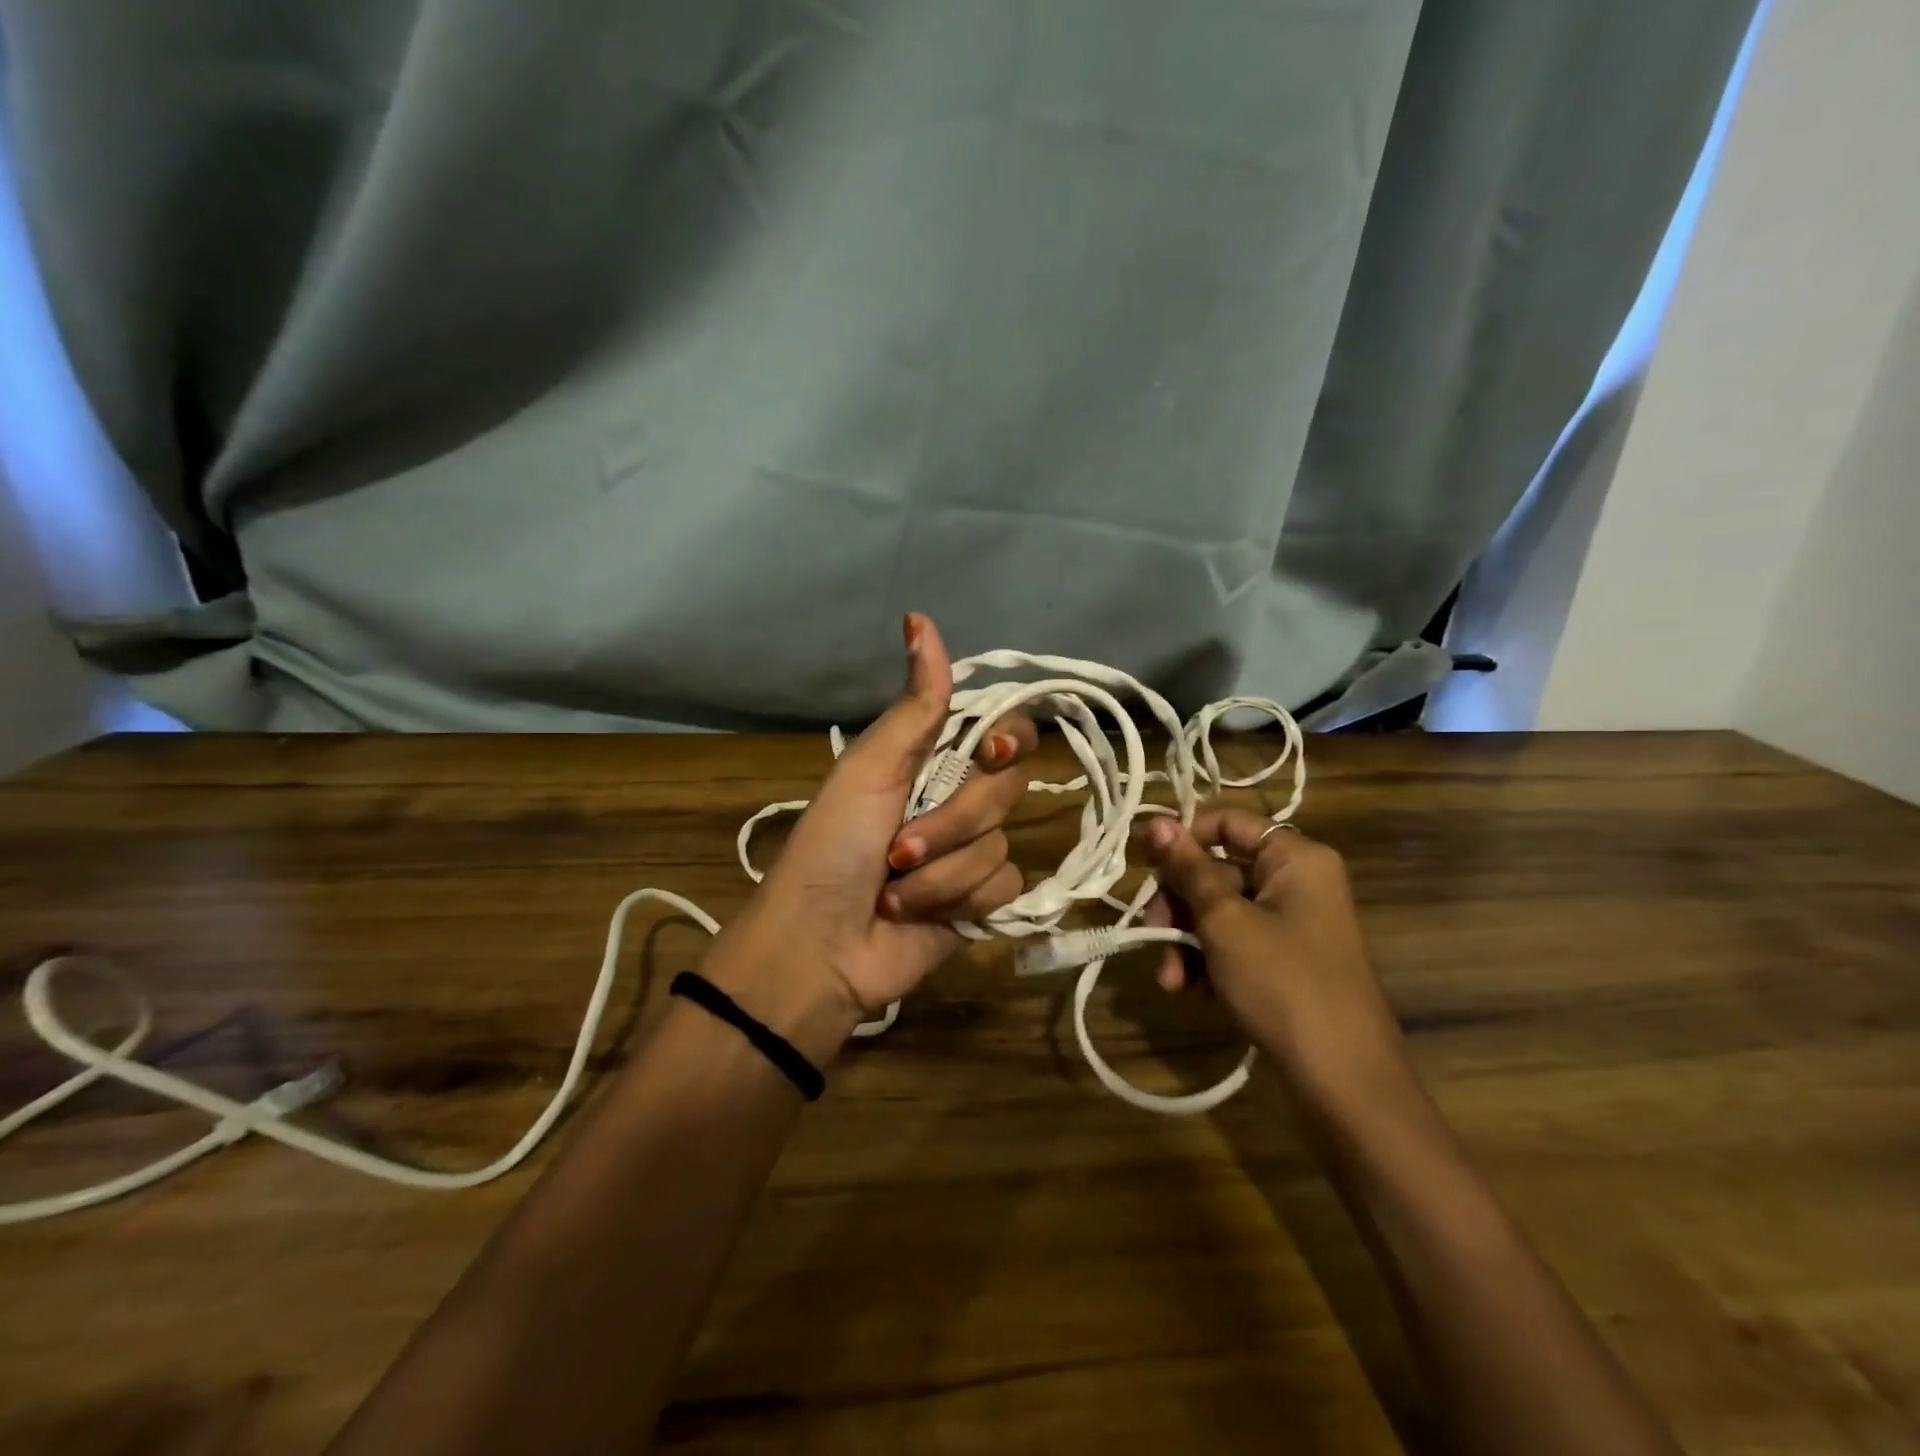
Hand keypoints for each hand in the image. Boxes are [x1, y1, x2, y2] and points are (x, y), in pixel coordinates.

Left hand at [704, 614, 1035, 1056]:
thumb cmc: (833, 847)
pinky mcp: (981, 903)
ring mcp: (971, 854)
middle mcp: (958, 802)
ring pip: (1000, 844)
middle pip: (1006, 789)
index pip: (1003, 731)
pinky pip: (1004, 887)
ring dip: (942, 872)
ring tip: (894, 890)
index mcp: (931, 762)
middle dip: (951, 822)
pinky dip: (959, 901)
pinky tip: (921, 916)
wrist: (819, 946)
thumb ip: (915, 704)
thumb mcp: (870, 768)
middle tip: (897, 848)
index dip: (1009, 737)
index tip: (987, 752)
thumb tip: (920, 619)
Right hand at [1140, 811, 1412, 1111]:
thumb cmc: (1283, 983)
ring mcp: (1293, 924)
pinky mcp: (1285, 962)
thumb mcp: (1224, 922)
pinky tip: (1189, 992)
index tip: (1145, 864)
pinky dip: (1208, 963)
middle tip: (1151, 932)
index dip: (1184, 839)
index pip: (1227, 823)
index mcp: (1295, 858)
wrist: (1342, 1081)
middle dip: (1179, 904)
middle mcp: (1297, 882)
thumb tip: (1155, 821)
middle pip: (1218, 871)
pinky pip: (1235, 943)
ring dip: (1186, 941)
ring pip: (1220, 912)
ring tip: (1169, 980)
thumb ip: (1187, 870)